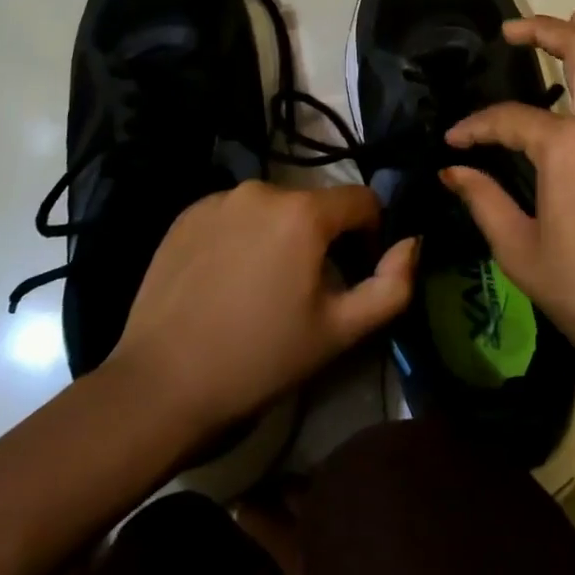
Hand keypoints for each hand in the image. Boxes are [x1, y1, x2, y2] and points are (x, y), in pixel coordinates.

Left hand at [103, 181, 415, 441]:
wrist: (160, 385)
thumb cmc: (260, 359)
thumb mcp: (340, 331)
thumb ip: (393, 285)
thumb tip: (414, 242)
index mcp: (304, 211)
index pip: (363, 201)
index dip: (372, 235)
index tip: (357, 274)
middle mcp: (263, 188)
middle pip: (316, 205)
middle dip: (324, 239)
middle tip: (307, 290)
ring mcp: (219, 199)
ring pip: (274, 209)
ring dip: (282, 236)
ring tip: (264, 287)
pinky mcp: (186, 214)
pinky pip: (235, 215)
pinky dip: (244, 236)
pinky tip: (228, 280)